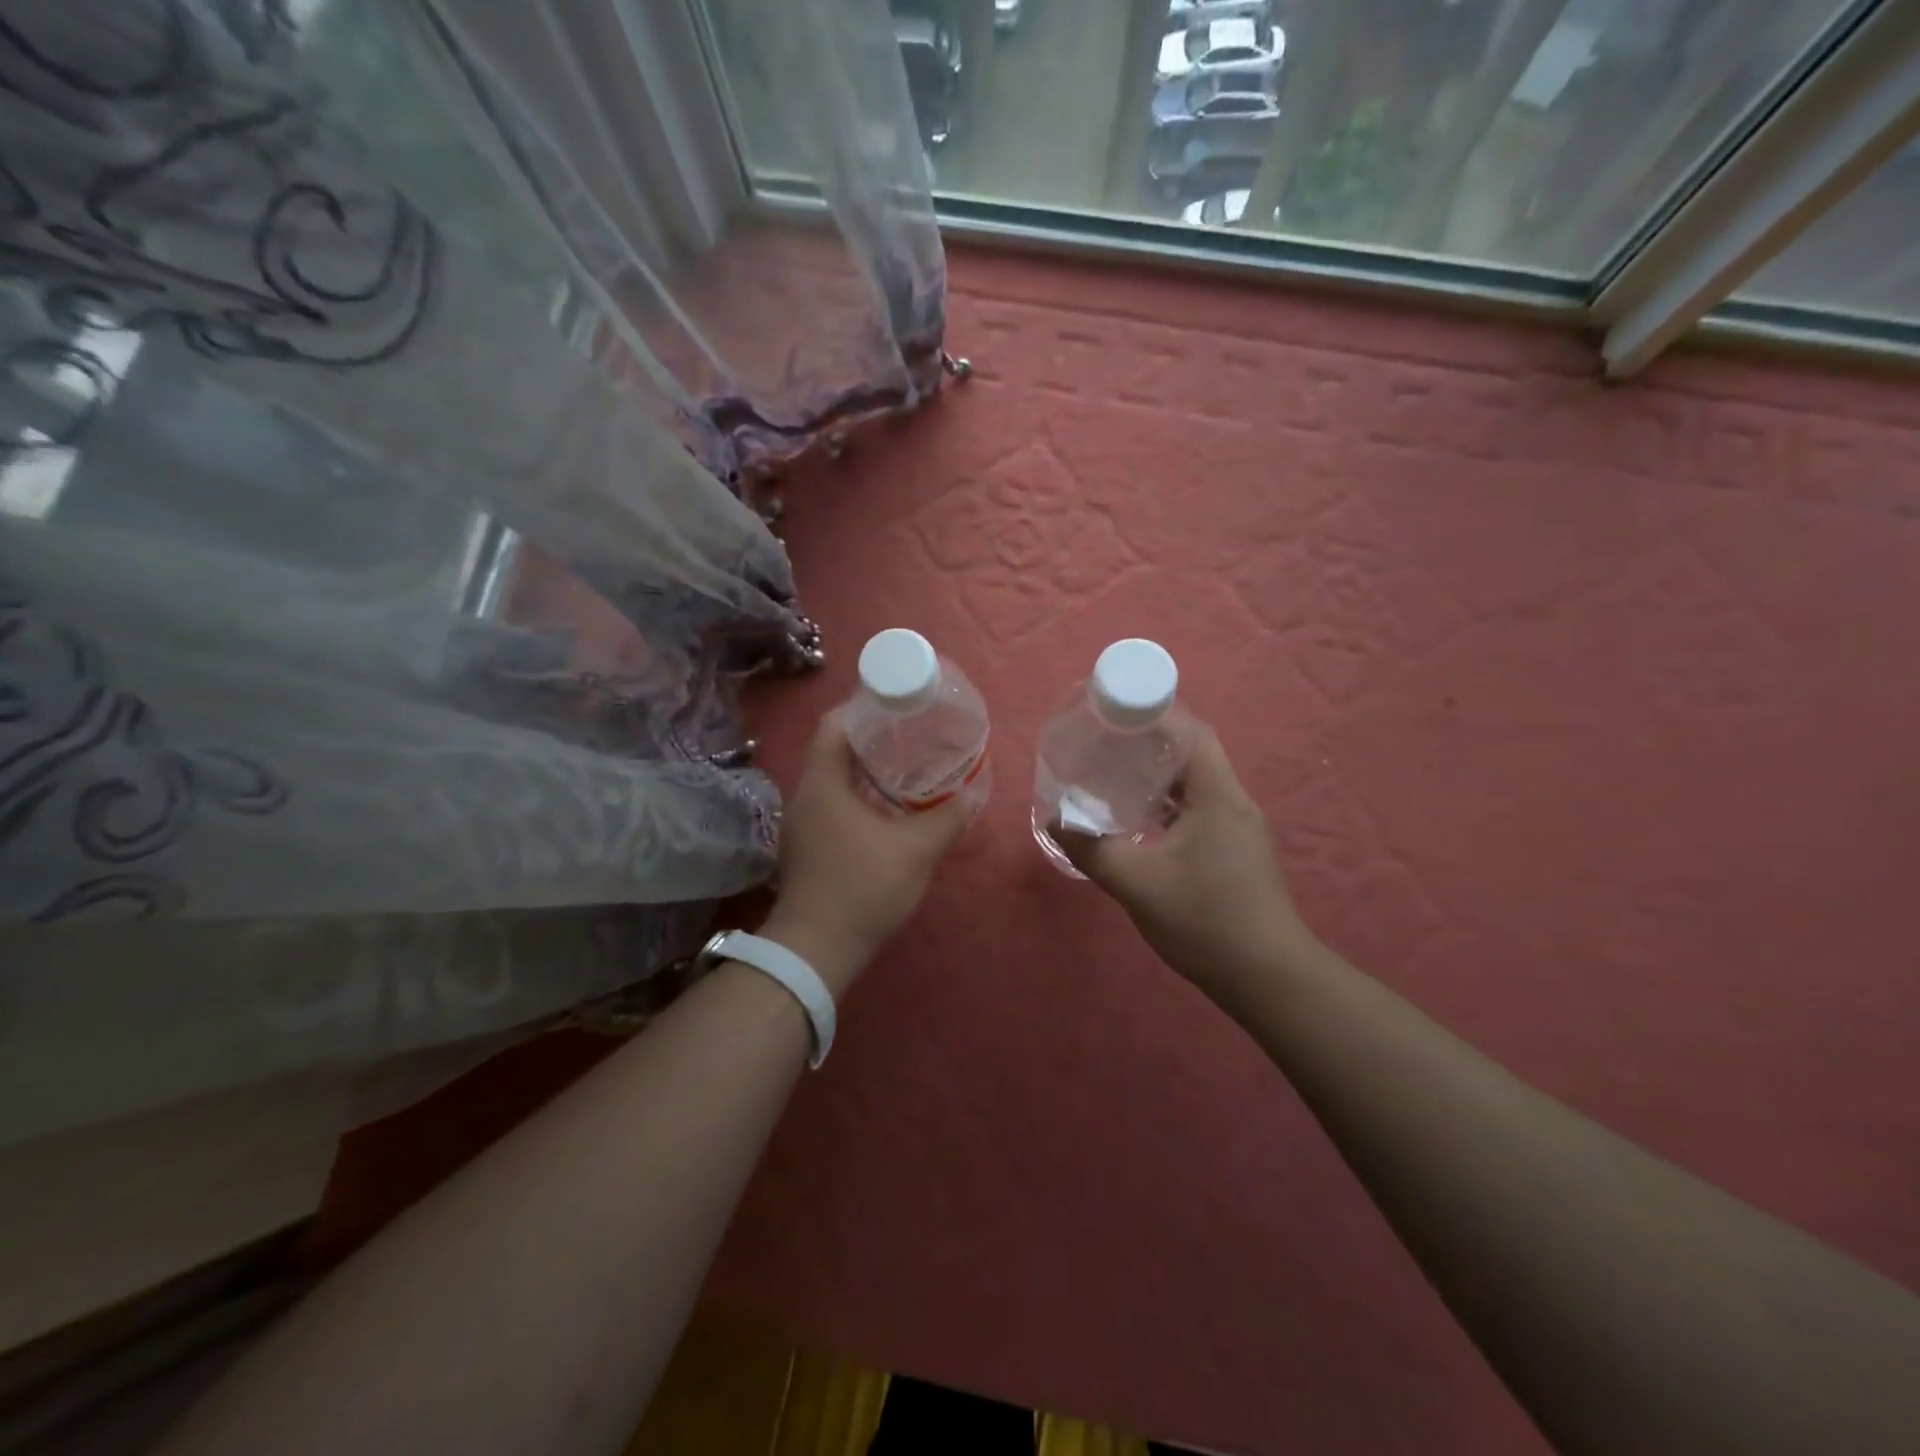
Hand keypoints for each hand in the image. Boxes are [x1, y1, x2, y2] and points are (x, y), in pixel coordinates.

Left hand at [760, 710, 968, 995]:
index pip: (835, 723)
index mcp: (822, 782)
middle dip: (874, 737)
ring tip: (909, 763)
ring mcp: (804, 823)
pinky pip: (835, 803)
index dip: (865, 706)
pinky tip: (890, 806)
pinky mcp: (809, 846)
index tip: (899, 703)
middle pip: (836, 749)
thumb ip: (948, 816)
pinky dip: (861, 795)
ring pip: (836, 778)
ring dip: (868, 768)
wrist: (816, 950)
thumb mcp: (916, 850)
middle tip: (914, 731)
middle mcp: (806, 795)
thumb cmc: (863, 888)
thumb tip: (975, 790)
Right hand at [1057, 722, 1312, 1003]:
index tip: (1113, 713)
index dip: (1155, 715)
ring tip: (1112, 776)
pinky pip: (1197, 811)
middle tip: (1103, 744)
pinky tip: (1138, 822)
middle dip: (1148, 744)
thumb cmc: (1205, 921)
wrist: (1268, 978)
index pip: (1192, 732)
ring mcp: (1238, 828)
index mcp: (1218, 796)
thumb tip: (1056, 819)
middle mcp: (1233, 802)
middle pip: (1192, 754)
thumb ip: (1092, 849)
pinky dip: (1166, 806)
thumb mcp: (1137, 884)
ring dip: (1156, 777)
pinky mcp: (1236, 851)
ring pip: (1194, 785)